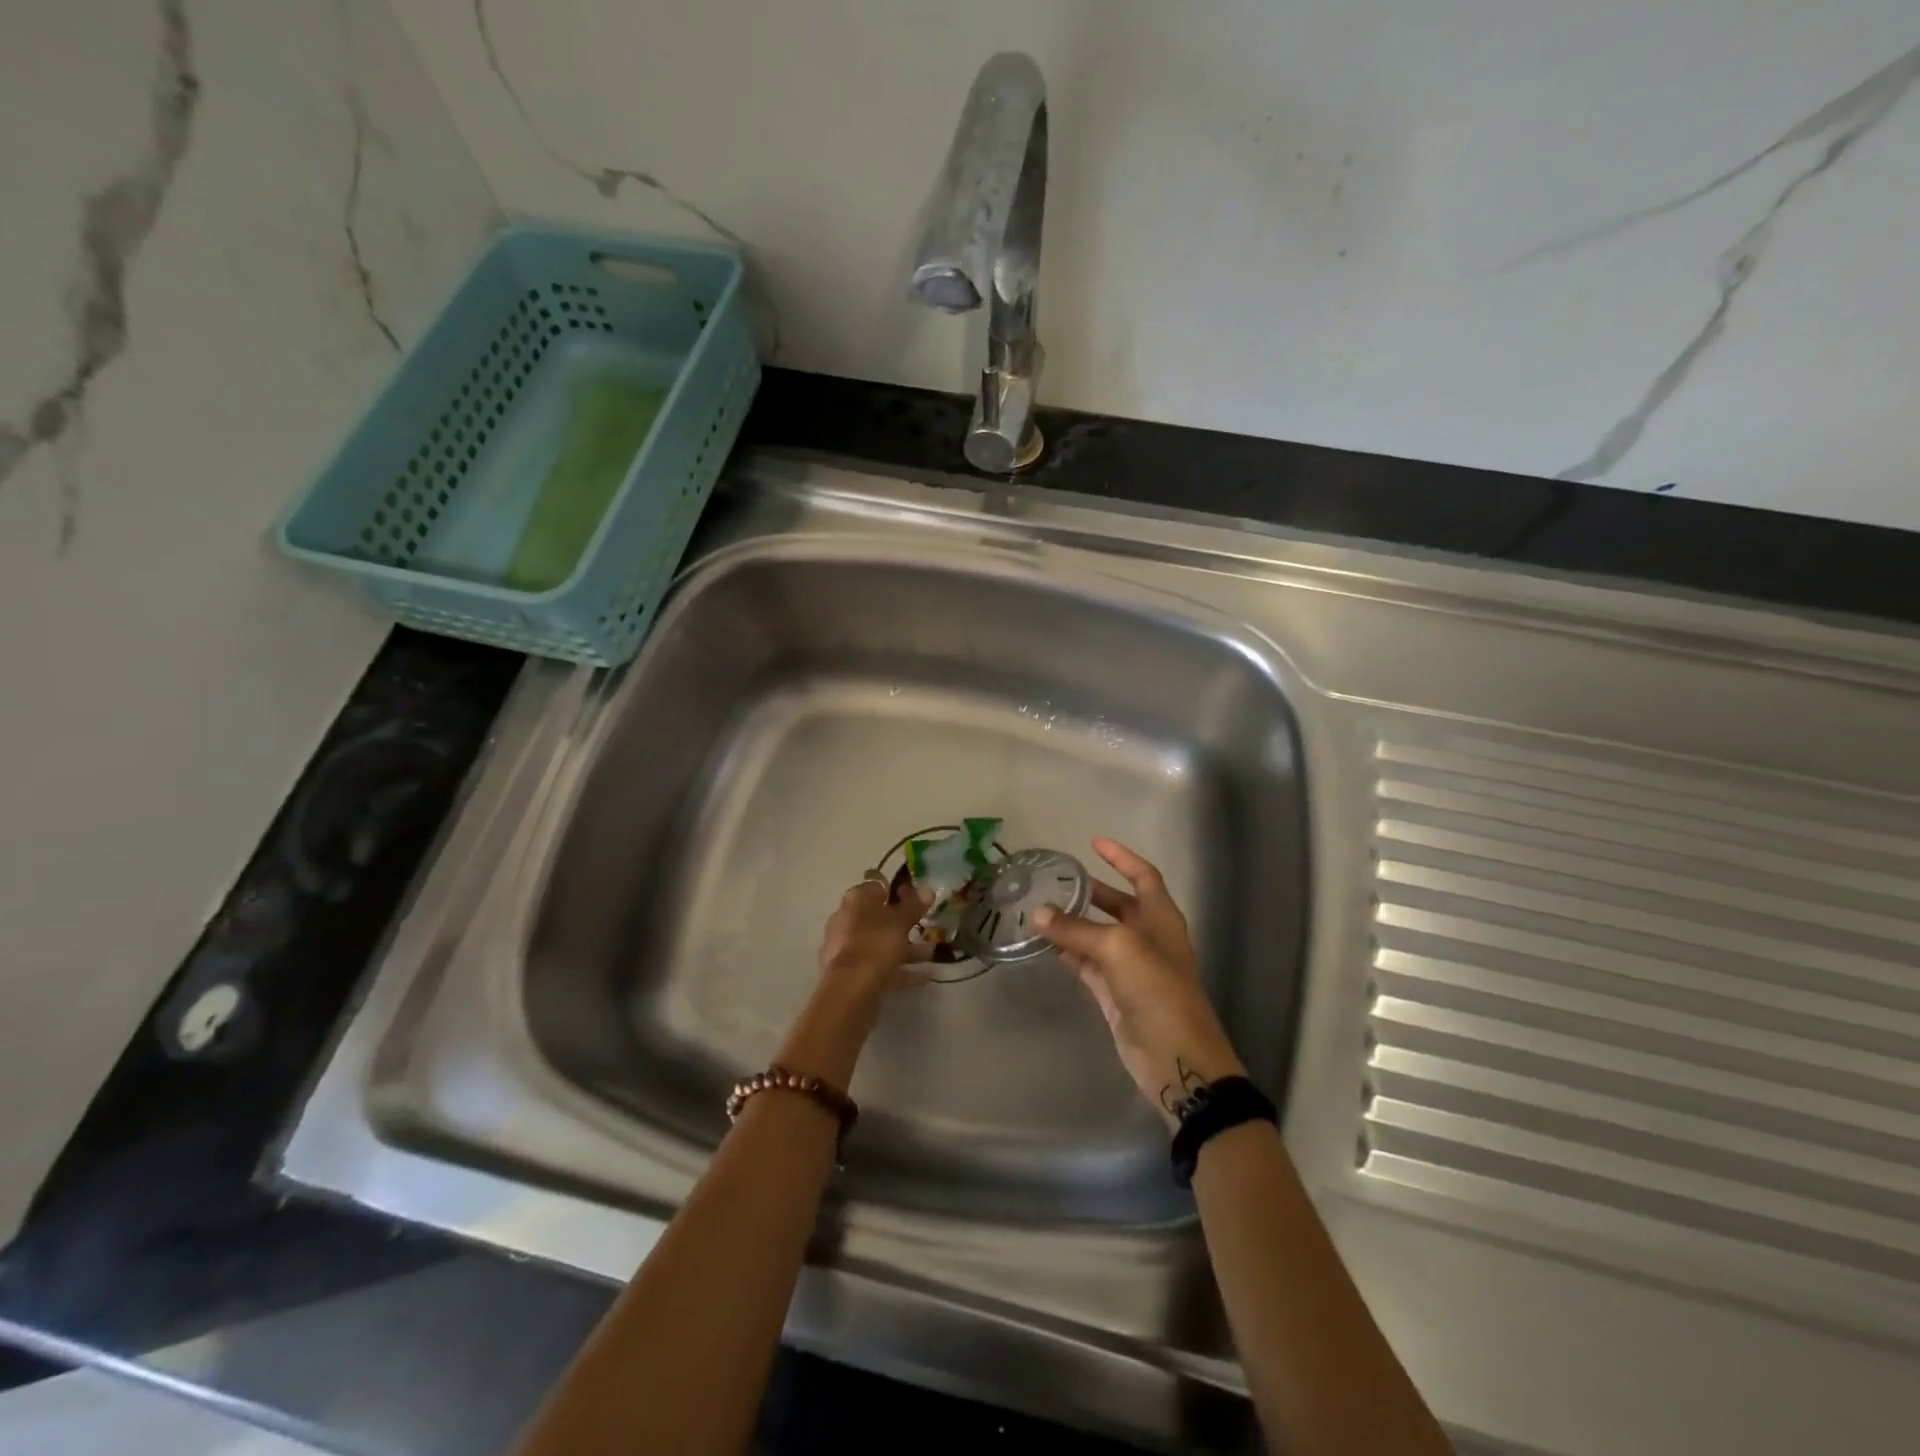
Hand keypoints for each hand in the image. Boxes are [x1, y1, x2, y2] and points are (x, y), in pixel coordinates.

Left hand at [816, 871, 933, 998]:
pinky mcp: (849, 973)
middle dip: (903, 923)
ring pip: (879, 942)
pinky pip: (878, 966)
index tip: (916, 896)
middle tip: (925, 926)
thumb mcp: (900, 922)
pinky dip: (898, 969)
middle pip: (878, 916)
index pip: (877, 884)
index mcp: (856, 900)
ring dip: (905, 948)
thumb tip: (927, 889)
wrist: (849, 991)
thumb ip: (914, 906)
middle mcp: (847, 919)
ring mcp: (845, 948)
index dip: (897, 888)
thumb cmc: (875, 945)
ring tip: (930, 954)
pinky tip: (921, 978)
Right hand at [1034, 839, 1245, 1127]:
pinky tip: (1044, 943)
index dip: (1122, 857)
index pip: (1143, 876)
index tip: (1095, 843)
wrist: (1175, 1056)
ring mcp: (1130, 966)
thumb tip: (1038, 914)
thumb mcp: (1117, 948)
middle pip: (1117, 904)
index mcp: (1161, 917)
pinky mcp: (1114, 993)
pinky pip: (1086, 963)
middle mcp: (1147, 937)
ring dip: (1072, 923)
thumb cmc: (1157, 988)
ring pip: (1097, 935)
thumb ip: (1076, 929)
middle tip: (1056, 880)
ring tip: (1039, 908)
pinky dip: (1067, 952)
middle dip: (1090, 892)